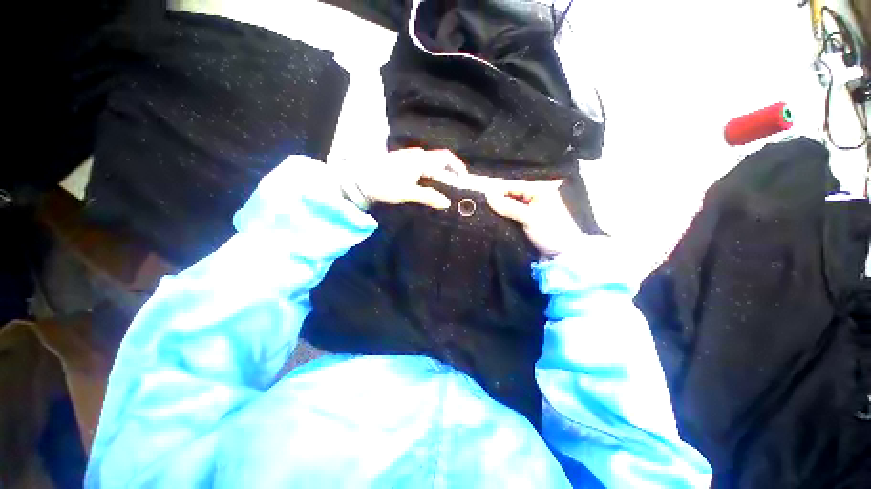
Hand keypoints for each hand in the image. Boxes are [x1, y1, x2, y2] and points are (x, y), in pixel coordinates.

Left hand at [350, 148, 467, 209]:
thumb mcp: (406, 193)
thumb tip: (447, 202)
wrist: (360, 180)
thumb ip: (428, 196)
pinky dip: (428, 179)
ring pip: (430, 167)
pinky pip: (422, 170)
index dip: (458, 167)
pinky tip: (427, 190)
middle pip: (439, 163)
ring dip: (438, 178)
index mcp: (420, 160)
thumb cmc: (383, 184)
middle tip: (454, 191)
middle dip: (449, 175)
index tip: (464, 179)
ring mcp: (409, 160)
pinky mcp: (403, 165)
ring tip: (442, 193)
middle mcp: (417, 156)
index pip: (445, 158)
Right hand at [485, 181, 583, 257]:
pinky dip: (505, 217)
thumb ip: (508, 206)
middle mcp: (535, 197)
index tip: (484, 200)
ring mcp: (531, 209)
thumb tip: (488, 197)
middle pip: (511, 195)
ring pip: (510, 205)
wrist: (562, 255)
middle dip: (498, 201)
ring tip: (487, 215)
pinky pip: (512, 215)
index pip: (513, 186)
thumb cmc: (550, 232)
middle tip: (484, 209)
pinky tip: (496, 221)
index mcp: (540, 190)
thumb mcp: (529, 218)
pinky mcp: (528, 221)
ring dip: (501, 210)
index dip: (498, 192)